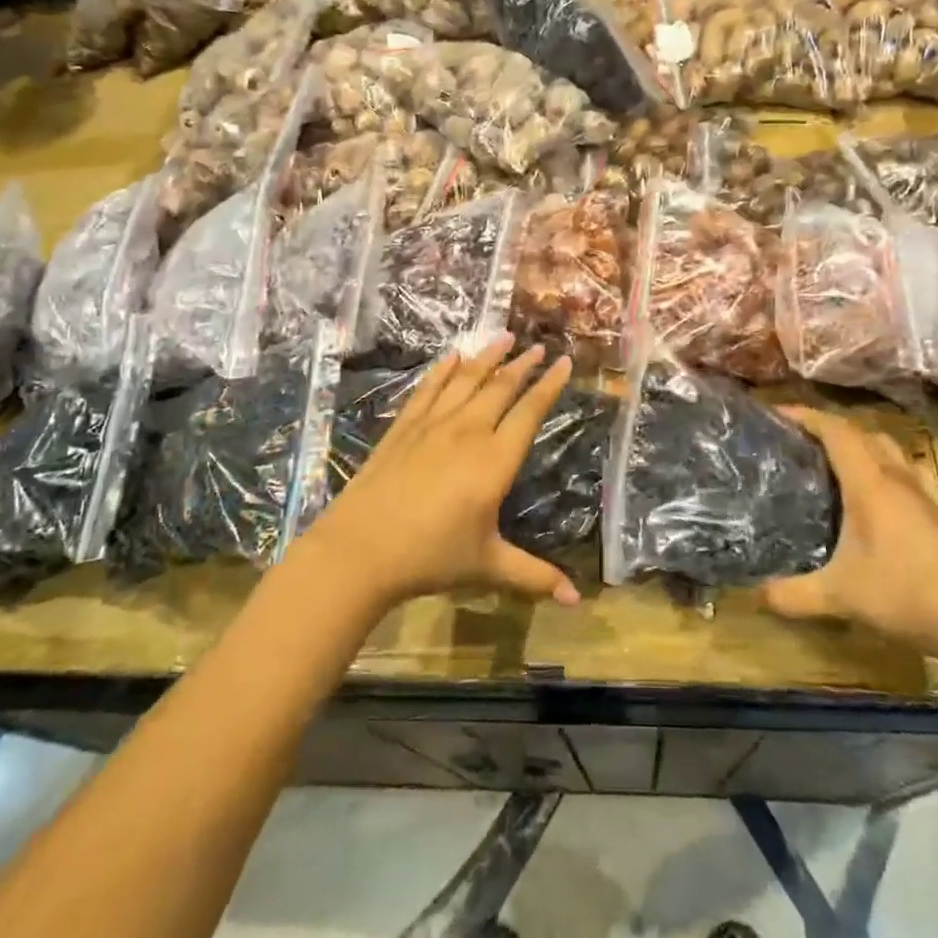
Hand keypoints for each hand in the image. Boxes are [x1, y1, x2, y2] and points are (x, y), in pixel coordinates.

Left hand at [300, 336, 579, 611]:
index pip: (529, 412)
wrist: (360, 550)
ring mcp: (432, 426)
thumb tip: (577, 601)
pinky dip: (443, 371)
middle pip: (501, 388)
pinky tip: (453, 356)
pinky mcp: (403, 428)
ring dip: (488, 357)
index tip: (565, 362)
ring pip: (466, 381)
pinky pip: (428, 390)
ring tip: (504, 336)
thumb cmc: (430, 557)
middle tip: (539, 346)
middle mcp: (468, 432)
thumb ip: (534, 576)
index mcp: (494, 460)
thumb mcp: (487, 566)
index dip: (549, 386)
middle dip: (523, 365)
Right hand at [759, 407, 937, 670]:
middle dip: (827, 427)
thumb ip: (792, 594)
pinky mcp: (933, 513)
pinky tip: (866, 495)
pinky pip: (899, 471)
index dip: (805, 416)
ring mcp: (920, 494)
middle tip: (795, 439)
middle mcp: (895, 478)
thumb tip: (754, 594)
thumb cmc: (906, 593)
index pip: (836, 431)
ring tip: (827, 460)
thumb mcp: (840, 596)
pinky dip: (876, 467)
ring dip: (856, 444)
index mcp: (870, 482)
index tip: (775, 413)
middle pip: (861, 432)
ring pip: (885, 449)